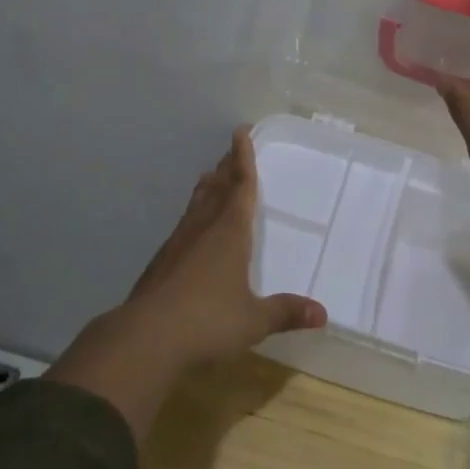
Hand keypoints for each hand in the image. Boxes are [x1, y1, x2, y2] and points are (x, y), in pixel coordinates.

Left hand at [47, 129, 326, 436]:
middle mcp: (203, 228)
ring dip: (207, 188)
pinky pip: (184, 225)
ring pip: (196, 204)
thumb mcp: (254, 320)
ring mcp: (178, 243)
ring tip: (211, 176)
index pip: (241, 186)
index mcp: (230, 231)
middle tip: (232, 150)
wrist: (147, 337)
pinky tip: (192, 229)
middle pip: (217, 188)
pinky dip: (193, 215)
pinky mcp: (162, 262)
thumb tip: (322, 314)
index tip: (241, 131)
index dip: (243, 158)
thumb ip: (285, 312)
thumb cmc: (208, 321)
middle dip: (226, 167)